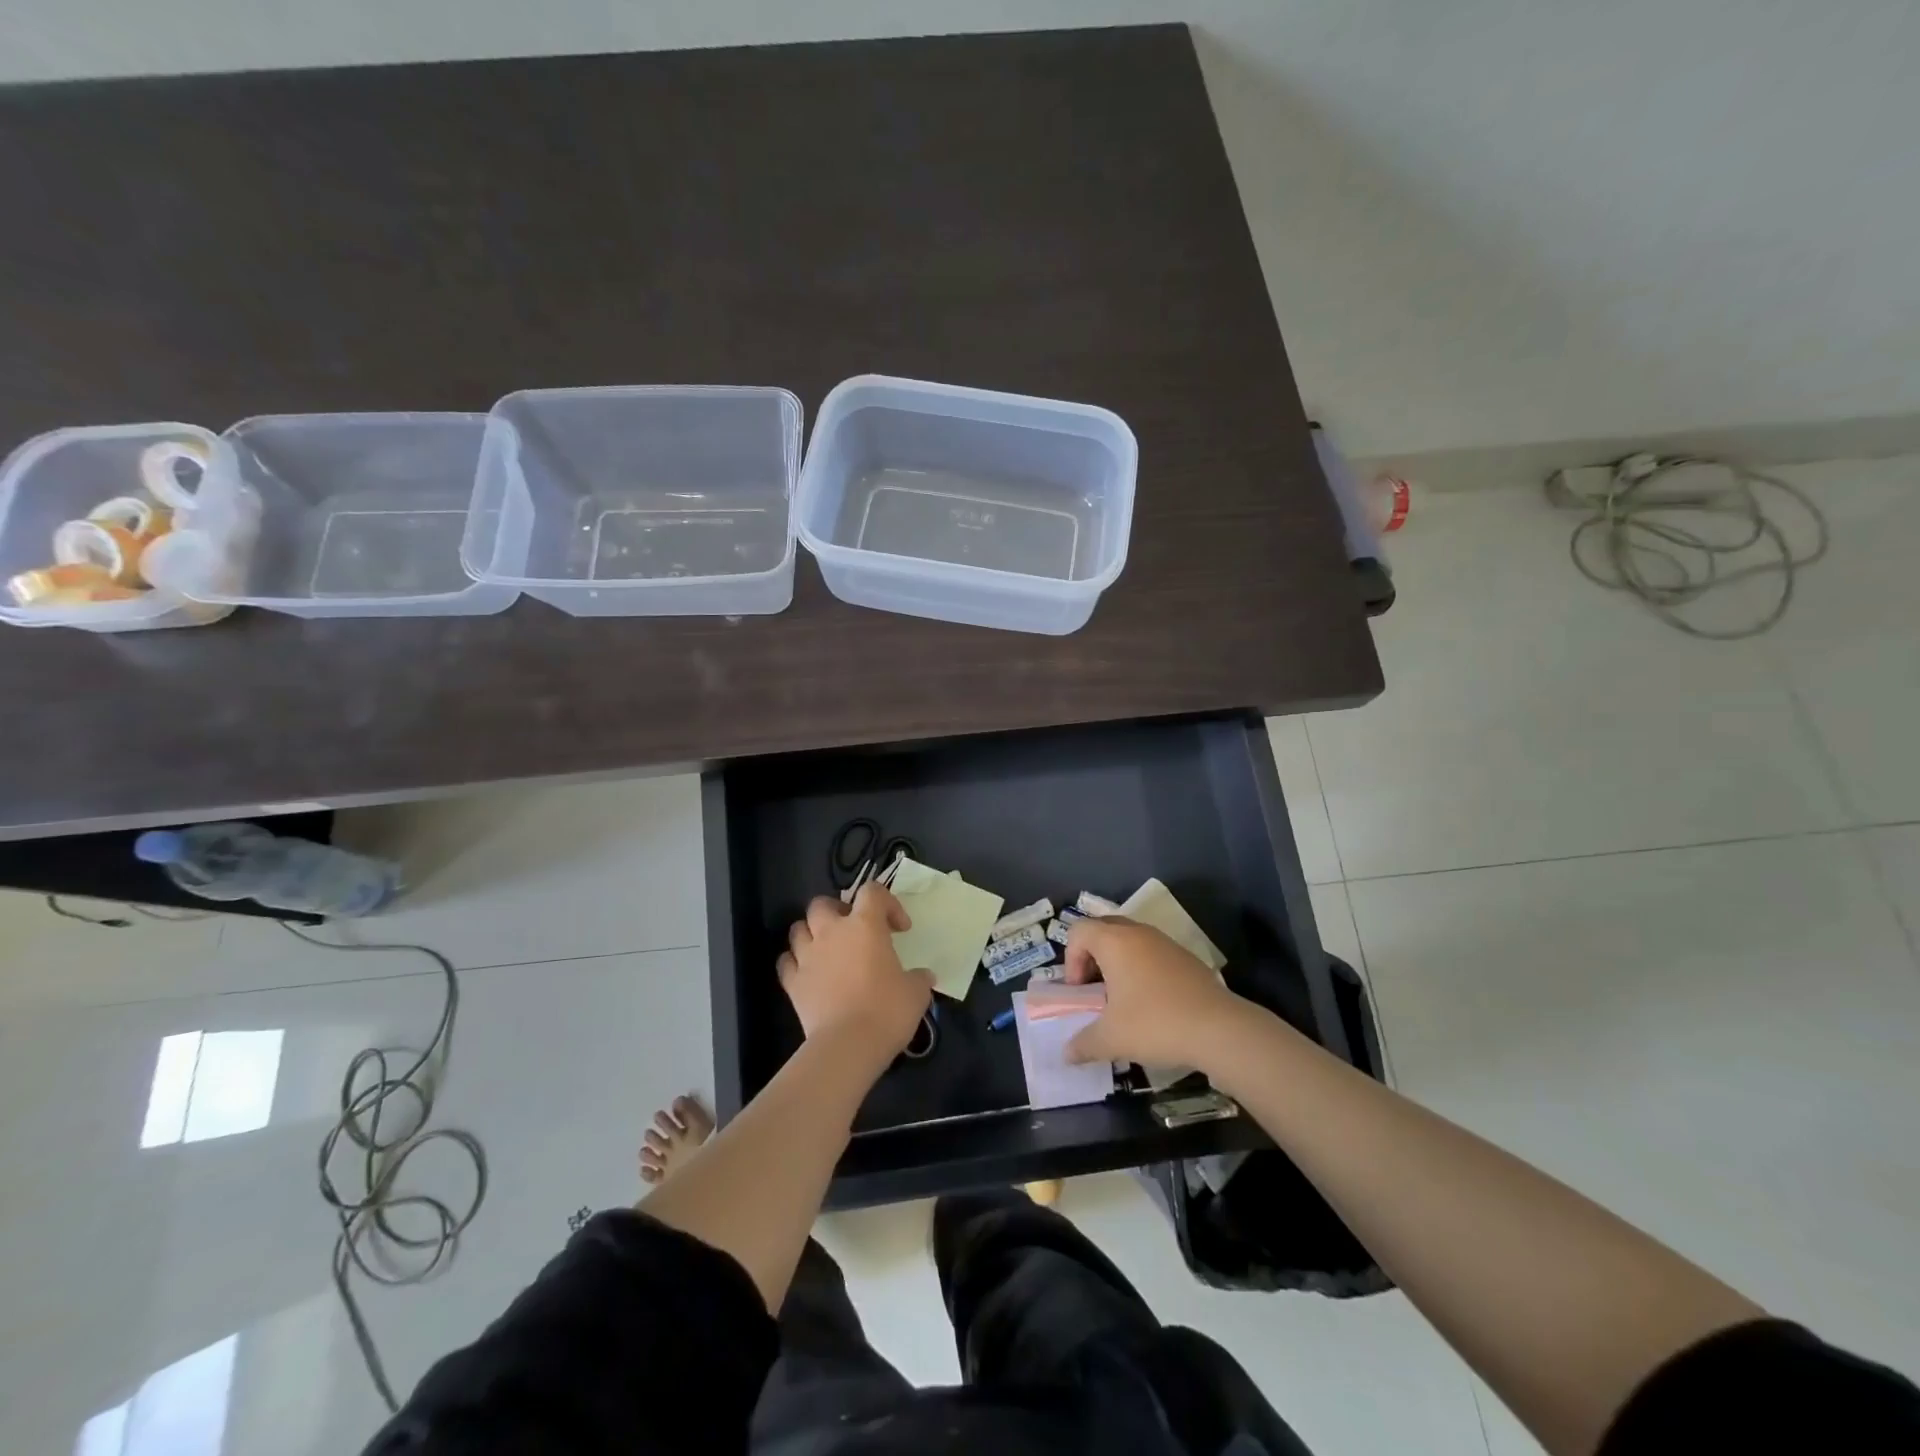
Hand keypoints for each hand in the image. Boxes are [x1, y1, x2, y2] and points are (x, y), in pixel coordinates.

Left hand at [777, 884, 933, 1067]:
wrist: (848, 1045)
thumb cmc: (887, 1010)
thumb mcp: (916, 993)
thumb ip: (919, 978)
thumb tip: (924, 977)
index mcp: (865, 925)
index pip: (872, 892)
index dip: (888, 903)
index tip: (899, 928)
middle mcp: (832, 932)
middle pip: (822, 903)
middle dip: (836, 911)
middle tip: (853, 931)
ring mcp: (807, 956)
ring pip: (798, 928)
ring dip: (811, 934)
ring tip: (827, 949)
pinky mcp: (792, 983)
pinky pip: (786, 962)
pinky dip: (795, 963)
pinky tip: (807, 973)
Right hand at [1062, 916, 1242, 1068]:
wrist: (1220, 1029)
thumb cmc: (1155, 1023)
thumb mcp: (1111, 1039)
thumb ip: (1083, 1044)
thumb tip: (1066, 1054)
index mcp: (1114, 941)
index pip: (1078, 931)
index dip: (1071, 959)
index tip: (1081, 991)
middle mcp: (1138, 933)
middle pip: (1103, 929)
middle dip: (1092, 956)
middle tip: (1096, 989)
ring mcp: (1165, 942)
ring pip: (1130, 940)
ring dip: (1119, 962)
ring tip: (1123, 998)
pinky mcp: (1186, 957)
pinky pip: (1153, 952)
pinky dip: (1143, 969)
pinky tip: (1153, 1002)